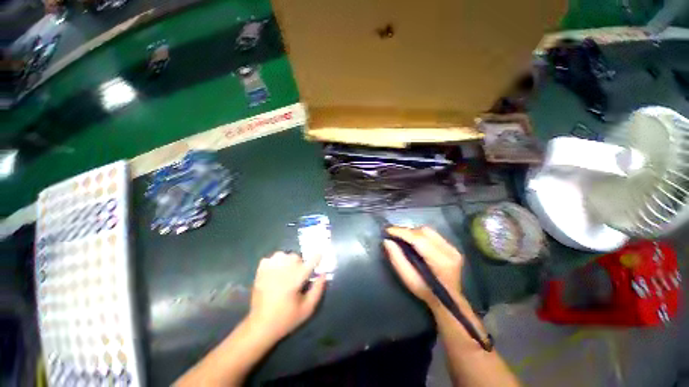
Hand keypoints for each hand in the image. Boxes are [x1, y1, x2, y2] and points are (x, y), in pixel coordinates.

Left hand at [247, 252, 325, 341]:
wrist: (260, 326)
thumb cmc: (286, 318)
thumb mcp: (307, 308)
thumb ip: (318, 289)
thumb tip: (323, 274)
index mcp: (295, 279)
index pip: (310, 262)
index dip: (316, 257)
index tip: (320, 256)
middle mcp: (282, 271)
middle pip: (296, 256)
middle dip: (300, 263)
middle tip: (299, 275)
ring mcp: (269, 270)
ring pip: (283, 255)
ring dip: (287, 261)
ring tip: (286, 272)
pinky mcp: (260, 272)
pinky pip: (270, 258)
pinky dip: (275, 262)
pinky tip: (275, 272)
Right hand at [383, 226, 463, 309]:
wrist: (448, 300)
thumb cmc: (426, 292)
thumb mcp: (408, 279)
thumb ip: (397, 259)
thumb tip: (387, 241)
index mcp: (440, 262)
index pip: (418, 239)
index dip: (402, 232)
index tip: (388, 230)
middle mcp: (449, 251)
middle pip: (423, 232)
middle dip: (406, 230)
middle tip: (393, 233)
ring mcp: (452, 248)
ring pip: (428, 230)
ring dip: (412, 231)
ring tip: (401, 235)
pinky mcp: (452, 246)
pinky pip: (432, 234)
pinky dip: (419, 234)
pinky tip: (412, 239)